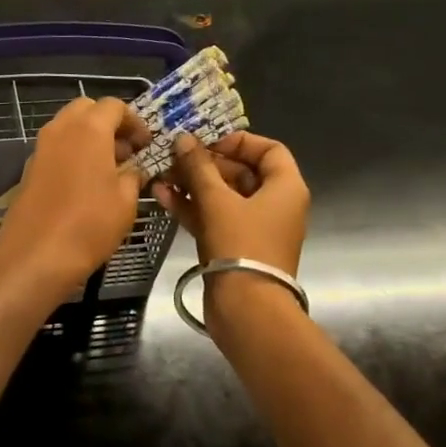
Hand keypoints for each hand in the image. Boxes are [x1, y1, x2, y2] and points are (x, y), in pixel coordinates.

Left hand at [0, 97, 151, 301]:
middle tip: (126, 152)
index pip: (114, 106)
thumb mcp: (126, 200)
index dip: (134, 122)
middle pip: (86, 110)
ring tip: (108, 171)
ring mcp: (39, 149)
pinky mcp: (28, 171)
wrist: (36, 256)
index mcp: (88, 129)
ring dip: (88, 139)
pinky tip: (84, 185)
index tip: (146, 145)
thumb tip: (133, 168)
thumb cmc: (89, 224)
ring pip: (67, 129)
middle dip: (108, 124)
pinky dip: (71, 156)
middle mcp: (60, 130)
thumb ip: (133, 175)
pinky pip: (54, 151)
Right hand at [154, 130, 309, 274]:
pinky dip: (191, 207)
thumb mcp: (217, 201)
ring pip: (222, 197)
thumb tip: (183, 139)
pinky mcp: (233, 246)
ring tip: (160, 175)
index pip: (268, 150)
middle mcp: (274, 204)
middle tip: (174, 157)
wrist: (246, 307)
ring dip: (192, 185)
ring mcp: (252, 227)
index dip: (238, 141)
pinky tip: (162, 196)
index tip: (206, 142)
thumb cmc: (241, 245)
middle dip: (205, 164)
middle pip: (240, 173)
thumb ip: (198, 167)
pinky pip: (213, 217)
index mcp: (285, 188)